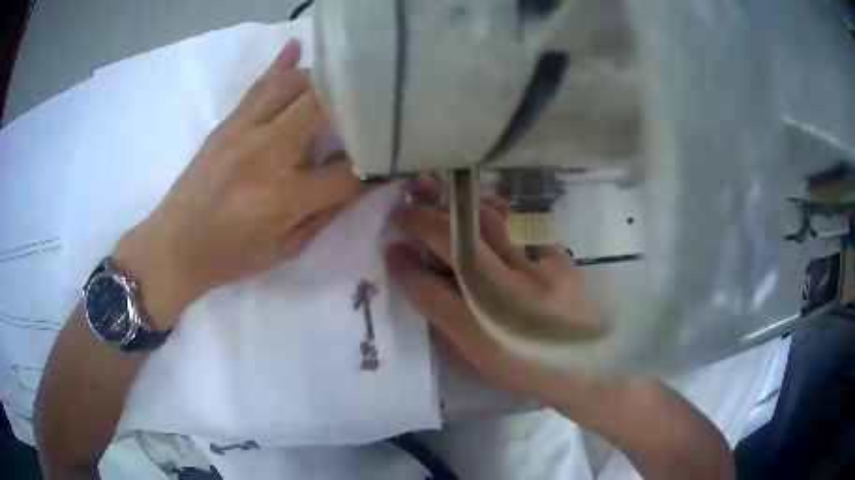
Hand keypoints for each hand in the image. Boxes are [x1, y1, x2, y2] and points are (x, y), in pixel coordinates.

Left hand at [114, 39, 360, 328]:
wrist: (173, 247)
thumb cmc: (229, 257)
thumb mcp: (285, 249)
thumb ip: (325, 212)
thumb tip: (360, 179)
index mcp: (285, 196)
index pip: (348, 171)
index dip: (375, 166)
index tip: (389, 160)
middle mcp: (267, 153)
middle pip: (324, 107)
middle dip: (354, 105)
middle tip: (371, 109)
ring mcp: (244, 131)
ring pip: (294, 86)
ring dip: (323, 83)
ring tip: (341, 86)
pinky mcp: (228, 124)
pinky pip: (260, 86)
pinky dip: (281, 66)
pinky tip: (295, 49)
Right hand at [385, 178, 618, 419]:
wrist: (585, 369)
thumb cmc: (525, 369)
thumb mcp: (477, 354)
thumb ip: (442, 314)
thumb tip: (411, 274)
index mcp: (488, 328)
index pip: (433, 289)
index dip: (406, 264)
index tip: (391, 243)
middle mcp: (513, 294)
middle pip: (461, 243)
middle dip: (428, 217)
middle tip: (408, 203)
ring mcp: (542, 271)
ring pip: (494, 223)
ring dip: (461, 206)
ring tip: (439, 195)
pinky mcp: (562, 259)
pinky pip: (523, 227)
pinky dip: (496, 214)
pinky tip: (484, 212)